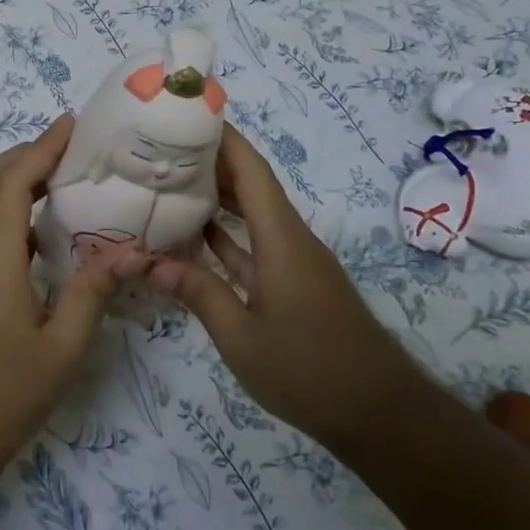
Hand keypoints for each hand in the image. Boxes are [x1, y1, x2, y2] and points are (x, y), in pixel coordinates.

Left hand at [0, 114, 147, 484]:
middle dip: (24, 154)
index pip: (15, 181)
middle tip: (66, 145)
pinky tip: (39, 233)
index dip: (42, 147)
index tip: (70, 124)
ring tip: (57, 177)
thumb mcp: (62, 347)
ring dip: (12, 179)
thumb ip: (94, 293)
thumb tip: (133, 251)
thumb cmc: (4, 392)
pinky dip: (6, 210)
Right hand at [148, 124, 408, 446]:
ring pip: (253, 215)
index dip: (223, 138)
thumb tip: (149, 262)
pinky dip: (227, 236)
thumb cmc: (309, 371)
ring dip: (218, 197)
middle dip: (212, 161)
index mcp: (281, 239)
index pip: (251, 171)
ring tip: (170, 181)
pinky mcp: (295, 285)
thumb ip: (198, 294)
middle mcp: (291, 239)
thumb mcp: (241, 338)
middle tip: (162, 147)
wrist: (380, 414)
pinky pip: (256, 245)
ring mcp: (294, 263)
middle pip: (252, 185)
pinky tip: (196, 236)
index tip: (188, 114)